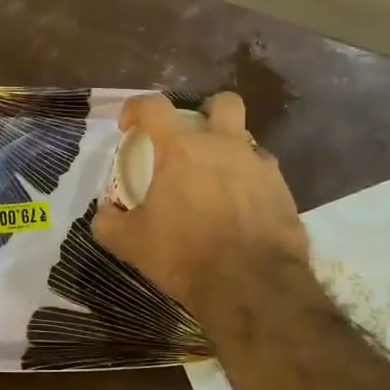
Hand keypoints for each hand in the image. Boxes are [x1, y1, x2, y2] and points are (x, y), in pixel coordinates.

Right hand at [93, 92, 308, 318]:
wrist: (252, 286)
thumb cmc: (185, 255)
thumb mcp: (131, 244)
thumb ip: (110, 223)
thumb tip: (105, 213)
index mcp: (181, 149)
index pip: (153, 107)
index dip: (136, 108)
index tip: (129, 125)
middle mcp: (224, 146)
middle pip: (223, 103)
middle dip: (207, 111)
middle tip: (193, 138)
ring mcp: (259, 166)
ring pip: (247, 141)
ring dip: (231, 153)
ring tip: (218, 184)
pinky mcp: (284, 191)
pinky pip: (265, 175)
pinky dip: (251, 185)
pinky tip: (242, 211)